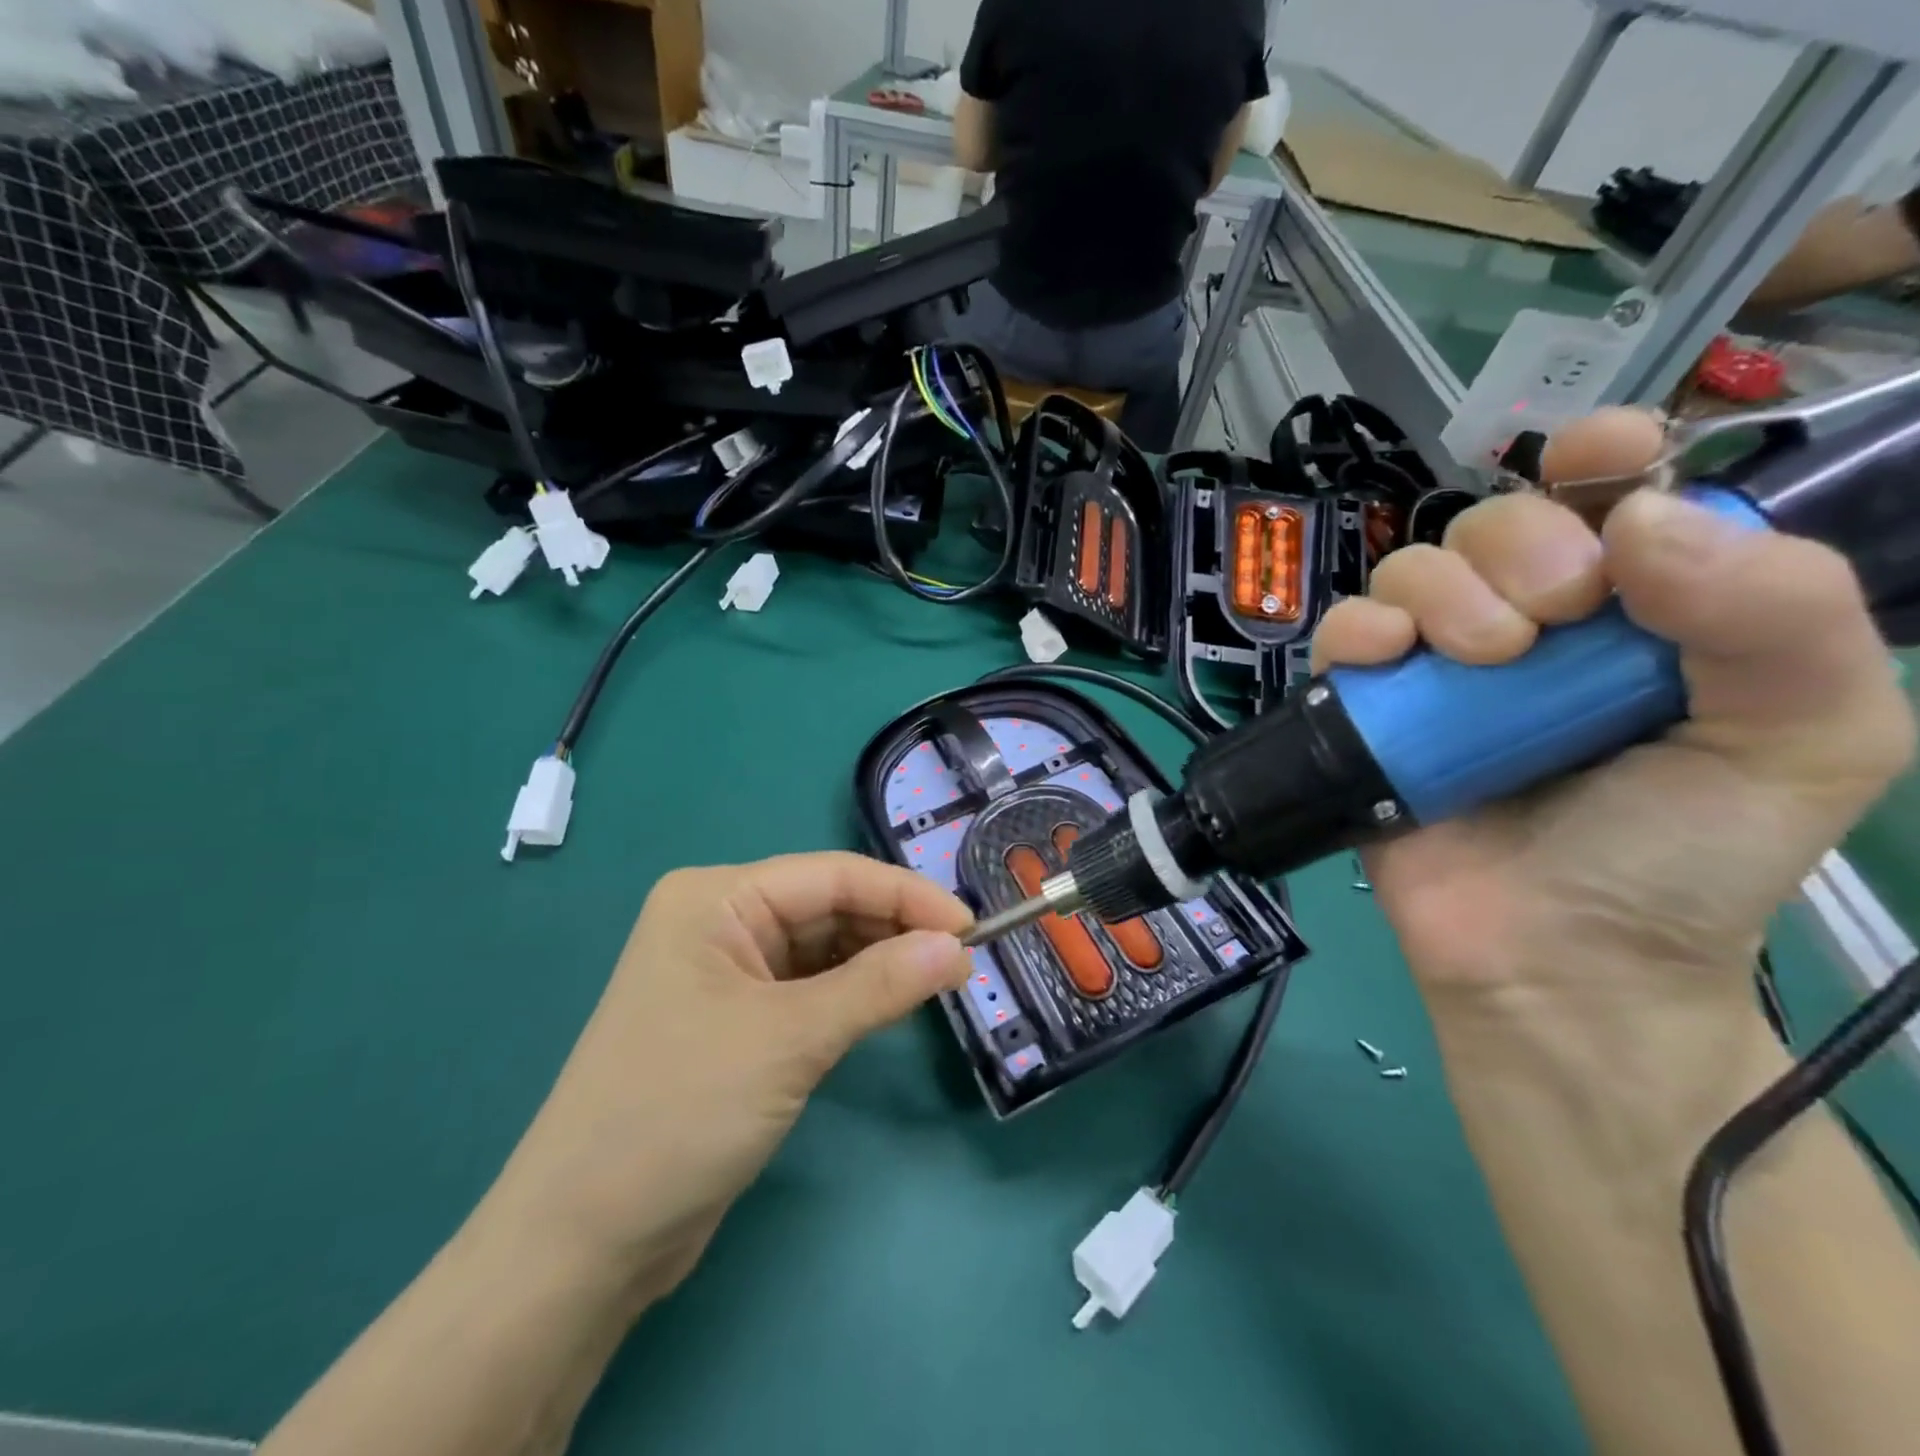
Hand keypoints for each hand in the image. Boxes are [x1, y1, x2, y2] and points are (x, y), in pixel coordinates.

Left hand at [486, 852, 970, 1299]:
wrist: (583, 1240)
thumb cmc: (679, 1112)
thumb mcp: (789, 1039)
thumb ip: (879, 986)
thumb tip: (957, 948)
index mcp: (716, 898)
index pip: (831, 876)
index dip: (905, 895)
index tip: (970, 926)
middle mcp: (720, 921)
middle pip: (829, 907)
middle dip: (895, 929)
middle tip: (962, 961)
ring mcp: (728, 972)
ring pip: (825, 948)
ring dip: (880, 961)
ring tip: (941, 979)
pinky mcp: (739, 1019)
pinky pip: (812, 987)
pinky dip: (855, 993)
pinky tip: (893, 1002)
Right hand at [1313, 409, 1913, 1003]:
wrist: (1555, 960)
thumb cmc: (1682, 858)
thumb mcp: (1803, 739)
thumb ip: (1779, 616)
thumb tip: (1644, 519)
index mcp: (1641, 613)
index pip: (1612, 496)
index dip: (1602, 457)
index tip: (1598, 462)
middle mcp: (1533, 625)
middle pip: (1496, 522)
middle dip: (1524, 546)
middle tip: (1554, 621)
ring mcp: (1438, 667)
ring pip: (1411, 569)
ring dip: (1445, 592)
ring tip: (1483, 659)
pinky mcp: (1368, 708)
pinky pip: (1341, 633)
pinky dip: (1358, 630)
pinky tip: (1386, 659)